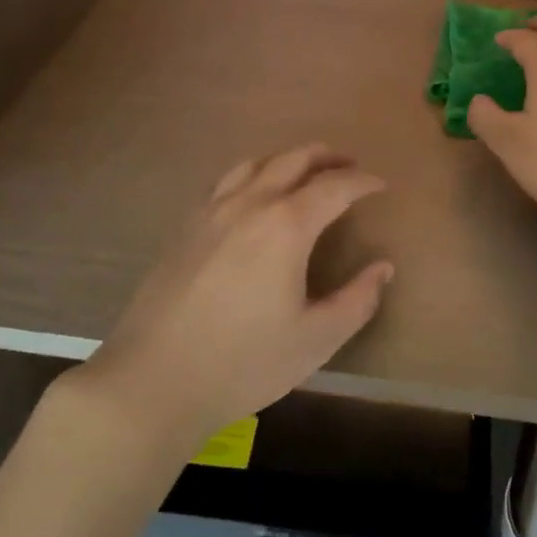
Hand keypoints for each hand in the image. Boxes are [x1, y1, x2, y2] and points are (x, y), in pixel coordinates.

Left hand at [80, 144, 392, 448]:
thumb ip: (357, 300)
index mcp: (287, 225)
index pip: (334, 186)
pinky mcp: (185, 226)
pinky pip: (226, 181)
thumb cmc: (244, 362)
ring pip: (255, 163)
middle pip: (293, 159)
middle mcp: (250, 203)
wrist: (154, 380)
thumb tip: (382, 268)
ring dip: (287, 159)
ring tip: (304, 172)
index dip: (362, 182)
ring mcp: (212, 211)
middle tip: (348, 166)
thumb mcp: (316, 340)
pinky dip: (253, 174)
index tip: (380, 185)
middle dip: (326, 157)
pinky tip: (253, 196)